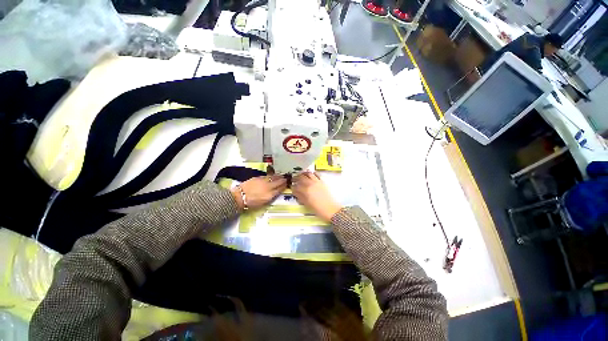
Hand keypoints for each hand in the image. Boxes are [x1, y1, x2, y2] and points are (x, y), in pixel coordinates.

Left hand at [231, 175, 286, 209]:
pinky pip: (267, 176)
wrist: (239, 197)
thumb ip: (271, 197)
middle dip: (283, 180)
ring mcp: (263, 181)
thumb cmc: (251, 203)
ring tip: (281, 176)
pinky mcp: (258, 178)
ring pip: (273, 177)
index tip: (287, 184)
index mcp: (270, 195)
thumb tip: (275, 192)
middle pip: (278, 182)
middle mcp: (268, 187)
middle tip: (286, 178)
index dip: (284, 186)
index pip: (280, 189)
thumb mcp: (263, 203)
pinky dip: (271, 175)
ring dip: (278, 176)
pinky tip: (272, 175)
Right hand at [292, 171, 341, 221]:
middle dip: (296, 178)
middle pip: (301, 177)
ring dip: (303, 174)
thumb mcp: (307, 204)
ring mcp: (317, 181)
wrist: (331, 209)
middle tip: (293, 179)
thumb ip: (300, 197)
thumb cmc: (318, 209)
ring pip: (308, 173)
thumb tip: (295, 191)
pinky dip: (312, 173)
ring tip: (301, 175)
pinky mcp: (322, 181)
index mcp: (306, 190)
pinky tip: (310, 175)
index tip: (291, 187)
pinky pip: (316, 174)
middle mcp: (310, 184)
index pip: (296, 186)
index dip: (292, 186)